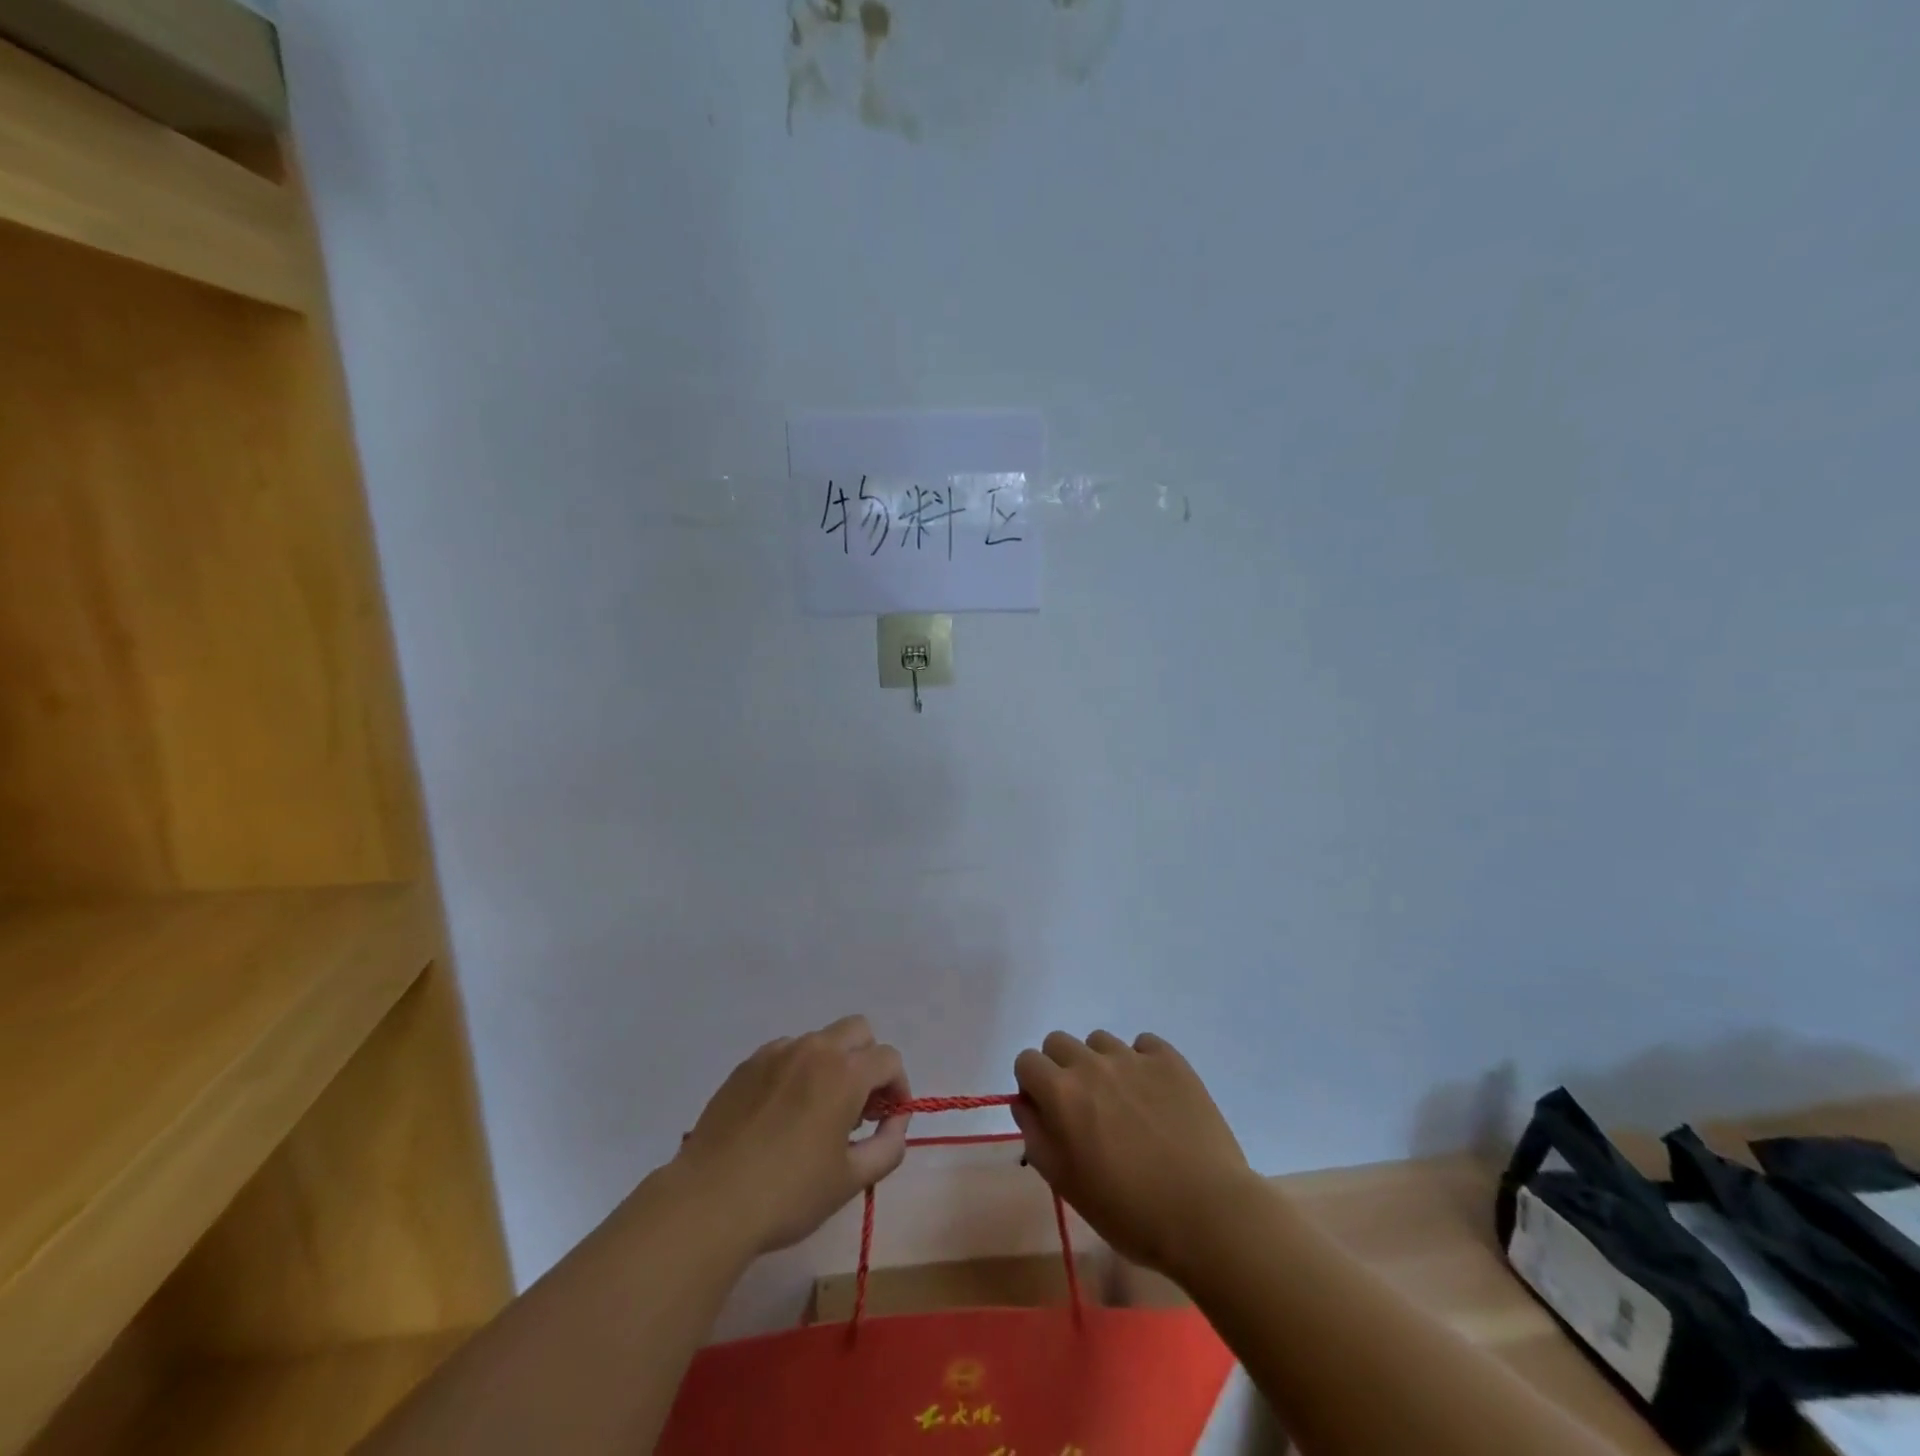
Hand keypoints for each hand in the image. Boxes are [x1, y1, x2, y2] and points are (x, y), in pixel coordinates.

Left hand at [673, 1015, 910, 1255]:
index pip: (889, 1059)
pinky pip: (785, 1053)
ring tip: (817, 1113)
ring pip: (819, 1041)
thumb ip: (889, 1145)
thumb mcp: (851, 1180)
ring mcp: (776, 1052)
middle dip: (868, 1061)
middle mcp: (814, 1049)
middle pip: (858, 1031)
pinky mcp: (747, 1065)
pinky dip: (796, 1072)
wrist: (709, 1202)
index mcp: (845, 1073)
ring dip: (831, 1065)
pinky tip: (781, 1114)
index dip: (898, 1087)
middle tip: (859, 1106)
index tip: (888, 1119)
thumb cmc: (788, 1194)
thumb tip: (896, 1120)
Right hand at [1013, 1031, 1256, 1278]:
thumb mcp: (1067, 1185)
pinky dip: (1141, 1062)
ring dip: (1101, 1064)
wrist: (1207, 1213)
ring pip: (1100, 1041)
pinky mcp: (1170, 1060)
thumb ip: (1036, 1136)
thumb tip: (1026, 1104)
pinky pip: (1143, 1044)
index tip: (1049, 1113)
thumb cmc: (1129, 1212)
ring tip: (1124, 1103)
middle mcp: (1092, 1064)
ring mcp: (1133, 1057)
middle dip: (1061, 1068)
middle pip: (1058, 1042)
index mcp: (1061, 1093)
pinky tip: (1155, 1096)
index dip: (1033, 1085)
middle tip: (1084, 1108)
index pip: (1026, 1061)